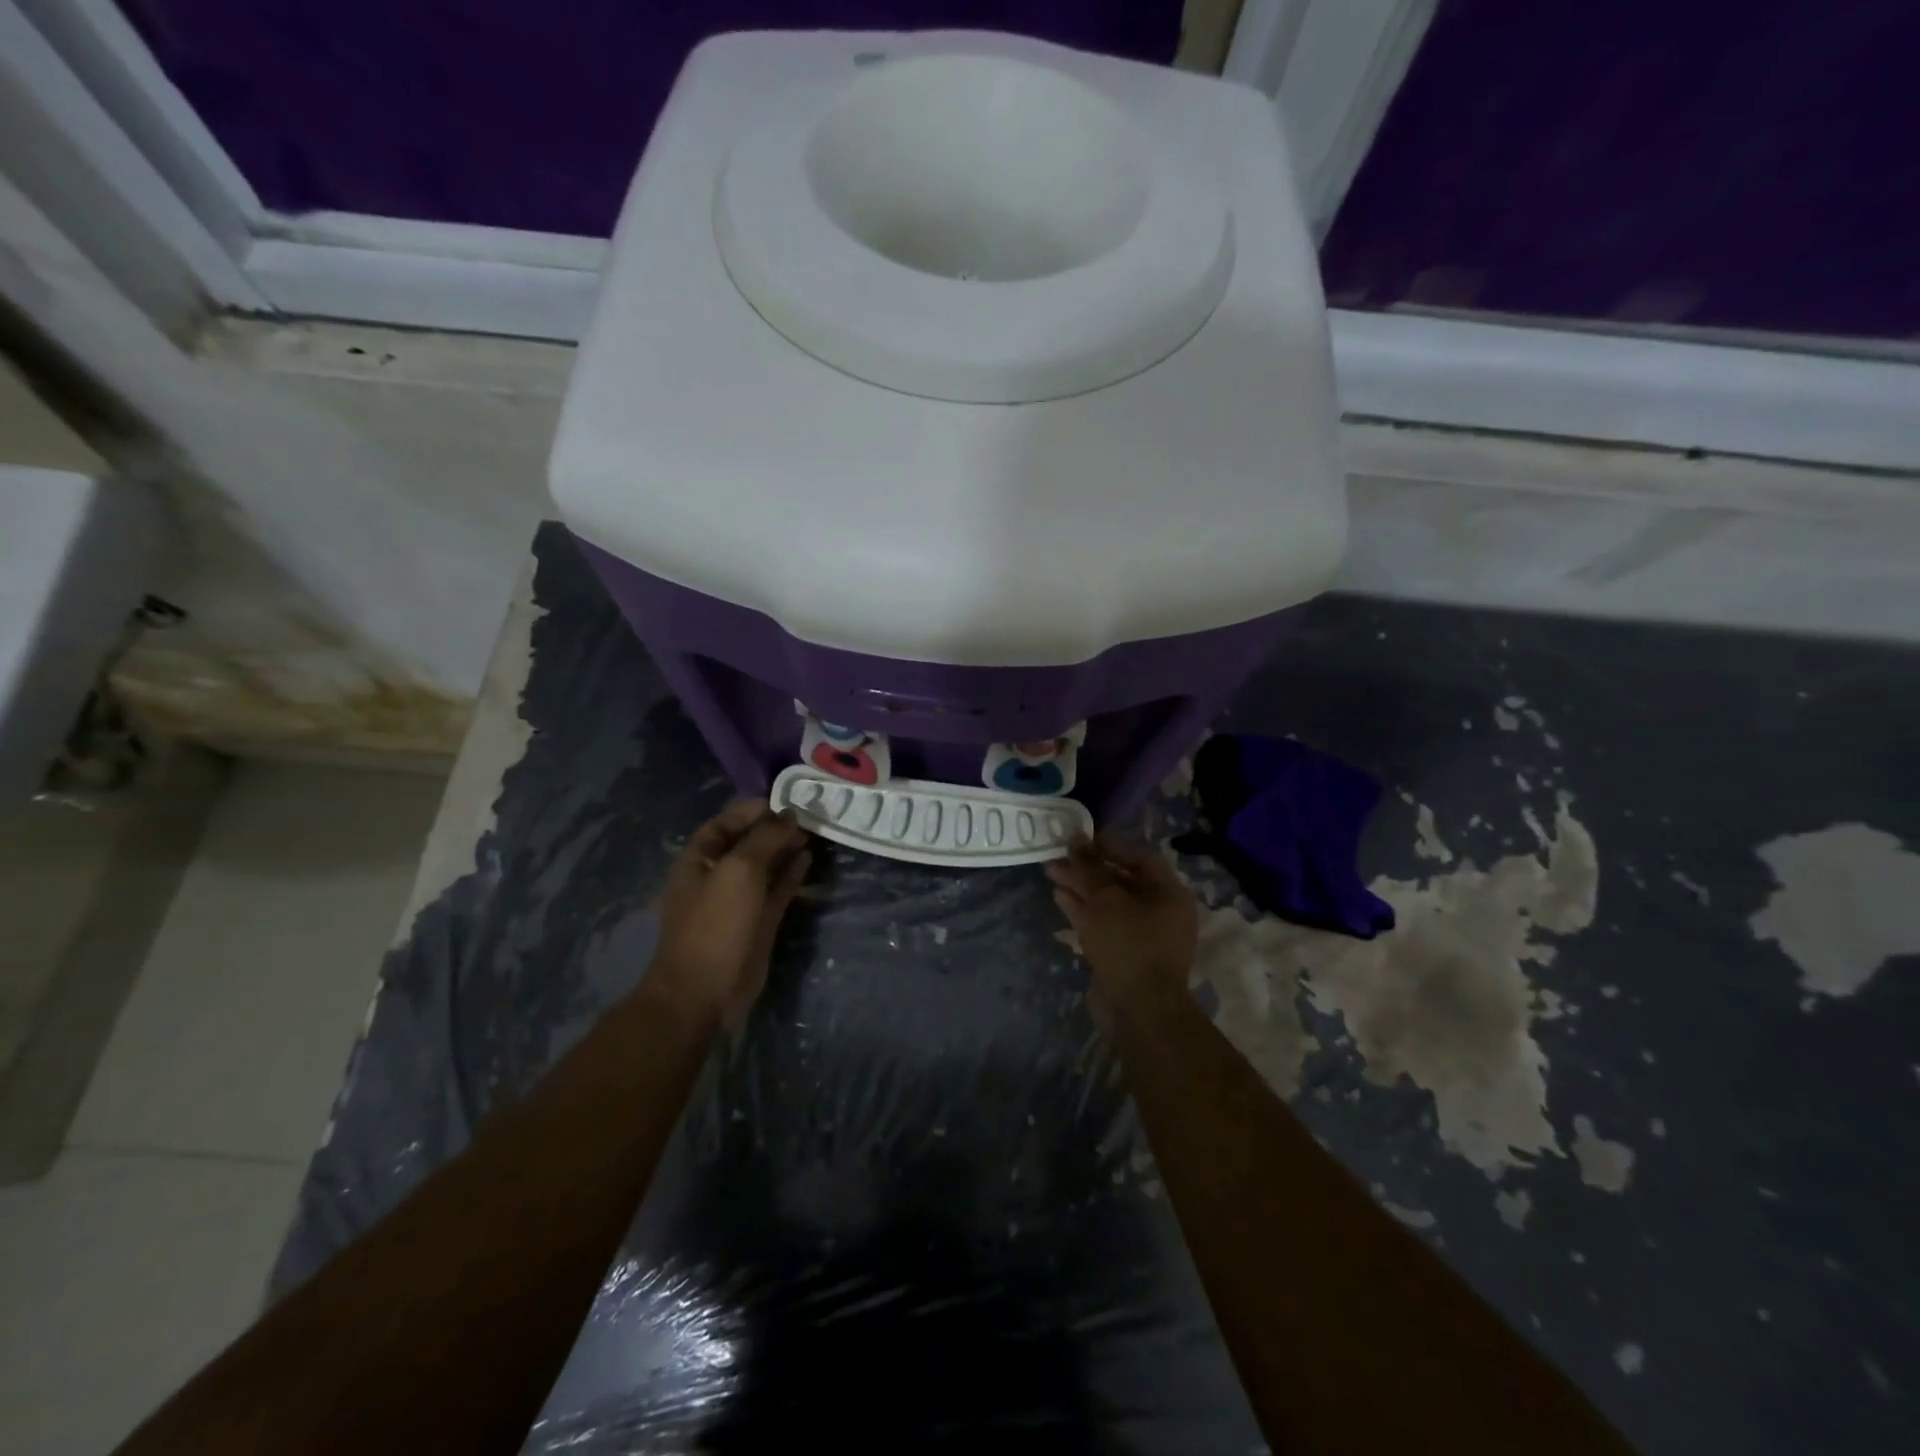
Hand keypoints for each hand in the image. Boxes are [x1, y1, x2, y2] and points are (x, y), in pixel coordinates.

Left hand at [654, 799, 811, 1028]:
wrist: (704, 991)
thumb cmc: (714, 923)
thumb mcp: (739, 871)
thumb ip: (765, 839)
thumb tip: (788, 816)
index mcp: (698, 860)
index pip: (725, 823)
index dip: (752, 810)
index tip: (784, 801)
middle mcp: (717, 876)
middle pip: (747, 843)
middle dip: (774, 828)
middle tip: (808, 815)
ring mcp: (738, 901)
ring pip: (765, 866)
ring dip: (786, 849)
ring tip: (813, 833)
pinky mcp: (758, 922)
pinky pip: (776, 890)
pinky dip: (791, 874)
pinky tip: (808, 860)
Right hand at [1047, 835, 1197, 1005]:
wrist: (1139, 1012)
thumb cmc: (1129, 946)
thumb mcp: (1106, 900)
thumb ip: (1089, 868)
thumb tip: (1075, 839)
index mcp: (1169, 893)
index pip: (1140, 857)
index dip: (1110, 845)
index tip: (1080, 838)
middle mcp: (1159, 911)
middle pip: (1120, 879)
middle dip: (1088, 867)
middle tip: (1058, 854)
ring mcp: (1141, 934)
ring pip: (1107, 902)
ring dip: (1080, 886)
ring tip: (1051, 871)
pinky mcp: (1122, 953)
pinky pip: (1102, 922)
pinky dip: (1082, 909)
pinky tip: (1059, 897)